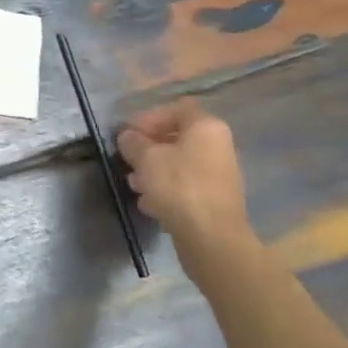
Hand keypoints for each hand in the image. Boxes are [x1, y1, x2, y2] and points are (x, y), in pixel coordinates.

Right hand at [117, 98, 254, 274]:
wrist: (212, 239)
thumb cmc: (179, 187)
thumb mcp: (146, 158)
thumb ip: (133, 142)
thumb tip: (128, 137)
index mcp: (206, 127)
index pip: (177, 108)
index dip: (150, 117)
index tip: (130, 133)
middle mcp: (218, 146)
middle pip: (177, 137)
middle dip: (149, 147)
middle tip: (129, 159)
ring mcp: (219, 175)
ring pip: (180, 163)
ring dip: (154, 170)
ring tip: (134, 183)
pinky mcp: (215, 200)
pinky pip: (186, 185)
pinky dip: (167, 190)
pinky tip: (149, 203)